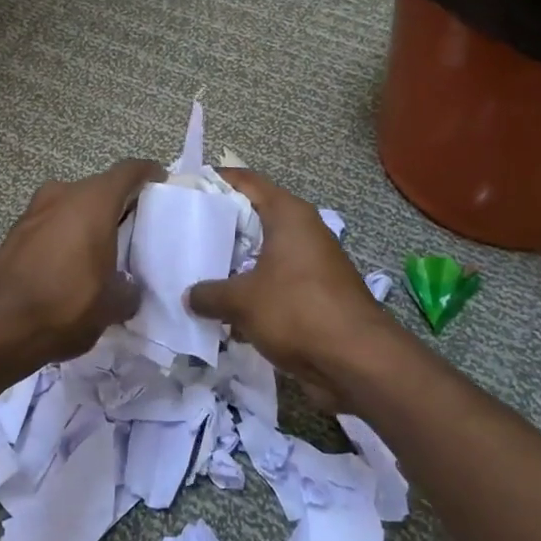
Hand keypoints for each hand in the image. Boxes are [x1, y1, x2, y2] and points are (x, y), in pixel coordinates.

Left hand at [0, 160, 163, 366]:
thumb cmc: (65, 304)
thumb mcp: (112, 305)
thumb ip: (129, 290)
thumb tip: (128, 289)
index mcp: (93, 201)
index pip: (129, 171)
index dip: (148, 174)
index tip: (161, 183)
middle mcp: (62, 195)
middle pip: (99, 188)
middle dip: (119, 204)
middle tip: (137, 228)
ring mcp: (33, 211)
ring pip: (72, 206)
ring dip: (89, 221)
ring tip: (106, 249)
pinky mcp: (14, 233)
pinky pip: (51, 224)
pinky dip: (66, 236)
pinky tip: (73, 264)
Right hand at [186, 168, 395, 394]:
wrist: (357, 359)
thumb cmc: (297, 311)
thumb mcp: (242, 301)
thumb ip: (209, 294)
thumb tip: (189, 296)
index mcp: (289, 215)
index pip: (247, 181)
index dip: (215, 180)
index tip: (185, 188)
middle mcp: (303, 231)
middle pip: (254, 218)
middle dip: (220, 228)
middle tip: (183, 234)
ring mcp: (312, 264)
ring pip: (263, 254)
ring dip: (234, 265)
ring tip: (196, 272)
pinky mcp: (315, 295)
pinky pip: (274, 284)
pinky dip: (252, 292)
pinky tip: (224, 310)